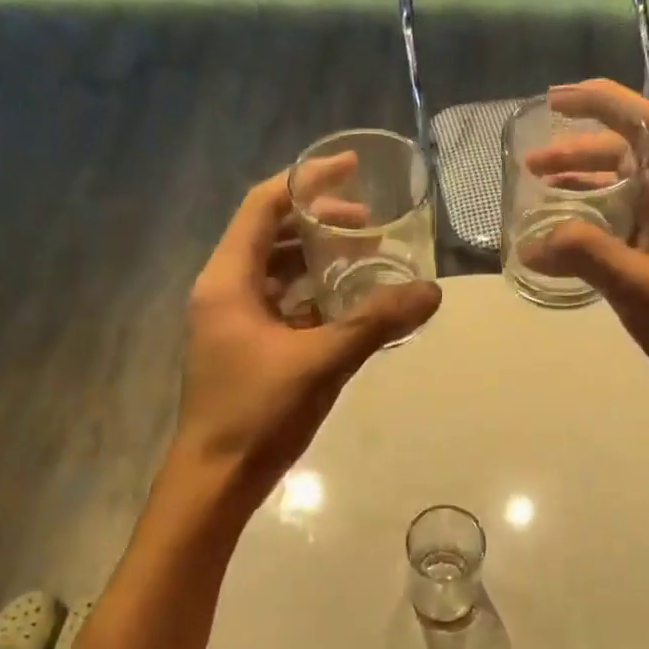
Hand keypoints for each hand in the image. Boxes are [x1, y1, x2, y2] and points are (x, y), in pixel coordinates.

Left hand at [176, 166, 440, 502]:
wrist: (216, 480)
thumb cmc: (257, 413)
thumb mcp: (322, 361)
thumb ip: (376, 322)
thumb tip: (432, 291)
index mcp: (228, 280)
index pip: (263, 206)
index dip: (307, 180)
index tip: (352, 168)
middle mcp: (225, 290)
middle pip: (271, 233)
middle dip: (320, 221)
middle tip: (371, 224)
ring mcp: (233, 320)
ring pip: (276, 269)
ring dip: (317, 257)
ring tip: (365, 256)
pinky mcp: (246, 345)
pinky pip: (281, 301)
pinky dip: (313, 292)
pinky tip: (349, 301)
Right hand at [522, 80, 648, 445]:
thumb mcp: (640, 286)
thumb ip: (585, 255)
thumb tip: (531, 243)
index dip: (604, 103)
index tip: (556, 101)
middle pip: (630, 157)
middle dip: (581, 152)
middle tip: (532, 164)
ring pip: (622, 194)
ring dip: (582, 188)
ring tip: (537, 192)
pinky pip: (618, 231)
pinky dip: (587, 227)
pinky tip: (558, 240)